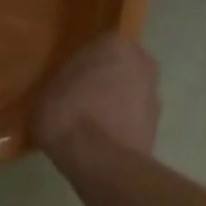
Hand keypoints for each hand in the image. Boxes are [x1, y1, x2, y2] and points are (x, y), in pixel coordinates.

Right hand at [33, 33, 159, 160]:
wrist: (100, 161)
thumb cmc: (69, 113)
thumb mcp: (49, 87)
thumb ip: (65, 78)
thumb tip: (68, 84)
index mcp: (116, 44)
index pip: (99, 45)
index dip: (83, 63)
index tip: (69, 78)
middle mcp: (143, 62)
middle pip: (119, 67)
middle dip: (104, 80)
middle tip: (78, 97)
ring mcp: (154, 95)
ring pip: (129, 93)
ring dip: (114, 103)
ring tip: (88, 123)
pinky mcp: (156, 126)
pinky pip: (132, 118)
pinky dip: (120, 124)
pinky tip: (99, 139)